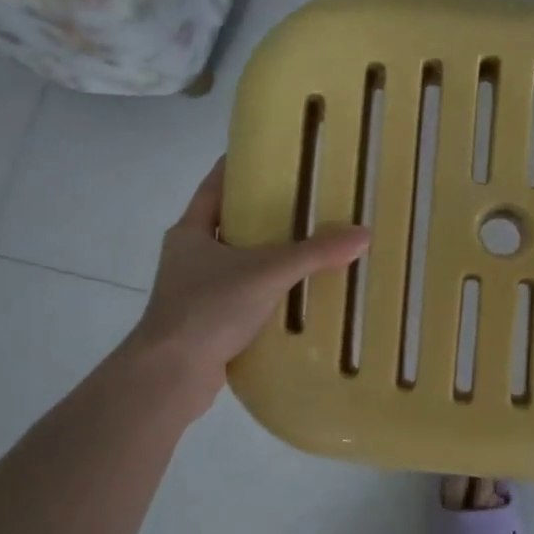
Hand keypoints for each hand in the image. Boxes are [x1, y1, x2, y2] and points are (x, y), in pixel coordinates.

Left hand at [134, 158, 369, 419]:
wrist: (171, 376)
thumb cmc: (208, 308)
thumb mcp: (266, 273)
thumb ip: (314, 254)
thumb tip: (362, 234)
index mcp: (190, 232)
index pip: (215, 186)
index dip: (240, 168)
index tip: (274, 157)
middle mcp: (189, 257)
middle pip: (230, 225)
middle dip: (265, 216)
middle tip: (308, 204)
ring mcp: (195, 293)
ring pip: (238, 265)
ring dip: (268, 259)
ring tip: (311, 249)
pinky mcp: (207, 324)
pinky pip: (243, 299)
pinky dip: (267, 295)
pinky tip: (298, 297)